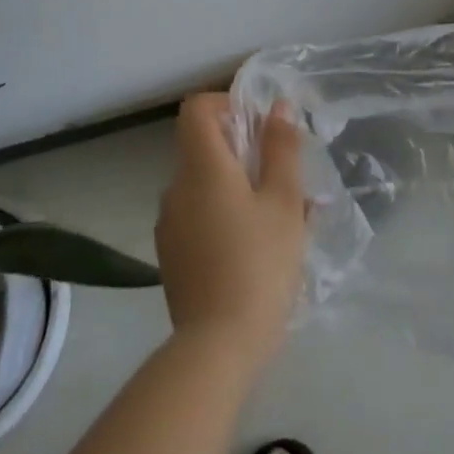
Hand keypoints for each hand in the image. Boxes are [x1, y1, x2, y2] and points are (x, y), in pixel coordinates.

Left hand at [155, 92, 307, 375]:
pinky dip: (225, 216)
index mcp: (201, 166)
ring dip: (238, 187)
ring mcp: (170, 225)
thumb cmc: (259, 263)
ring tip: (281, 218)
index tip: (260, 126)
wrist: (217, 349)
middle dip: (244, 151)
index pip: (196, 109)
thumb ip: (281, 148)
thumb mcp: (284, 201)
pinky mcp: (172, 257)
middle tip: (284, 177)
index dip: (226, 104)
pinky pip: (199, 217)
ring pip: (205, 186)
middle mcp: (176, 188)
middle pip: (204, 147)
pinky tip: (257, 248)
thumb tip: (277, 106)